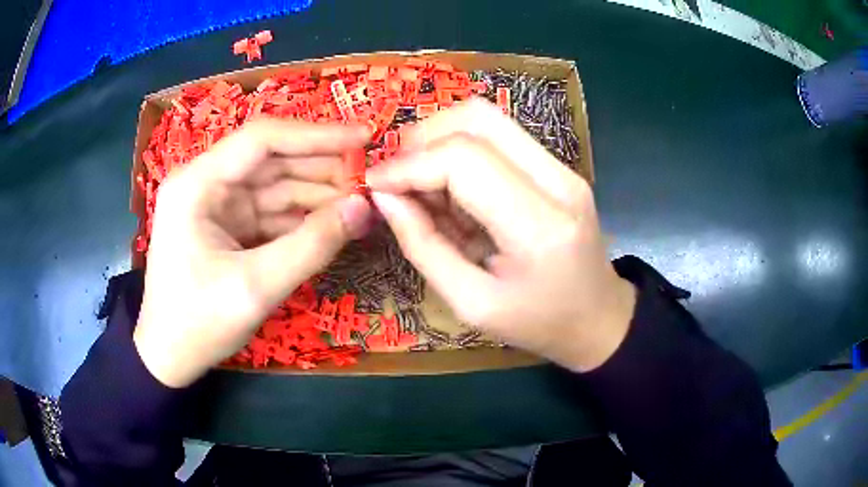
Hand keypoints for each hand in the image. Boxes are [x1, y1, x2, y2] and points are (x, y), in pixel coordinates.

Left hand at [134, 119, 372, 386]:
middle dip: (322, 168)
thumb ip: (311, 246)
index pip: (262, 140)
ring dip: (318, 193)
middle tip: (371, 180)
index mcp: (197, 184)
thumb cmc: (198, 324)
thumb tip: (363, 207)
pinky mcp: (228, 225)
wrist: (169, 356)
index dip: (317, 135)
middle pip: (272, 160)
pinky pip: (272, 212)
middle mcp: (206, 183)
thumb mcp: (255, 288)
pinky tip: (334, 223)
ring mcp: (218, 205)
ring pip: (276, 186)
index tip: (365, 138)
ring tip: (361, 203)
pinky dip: (303, 217)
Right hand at [367, 100, 635, 371]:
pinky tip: (451, 189)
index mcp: (539, 226)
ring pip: (487, 118)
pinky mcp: (558, 166)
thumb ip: (423, 246)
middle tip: (395, 178)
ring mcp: (563, 167)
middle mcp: (558, 181)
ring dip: (439, 140)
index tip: (374, 184)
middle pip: (477, 119)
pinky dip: (461, 151)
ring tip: (419, 184)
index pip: (464, 160)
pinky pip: (499, 136)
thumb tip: (384, 196)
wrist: (599, 318)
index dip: (409, 164)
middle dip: (421, 138)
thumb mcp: (471, 305)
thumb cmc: (538, 324)